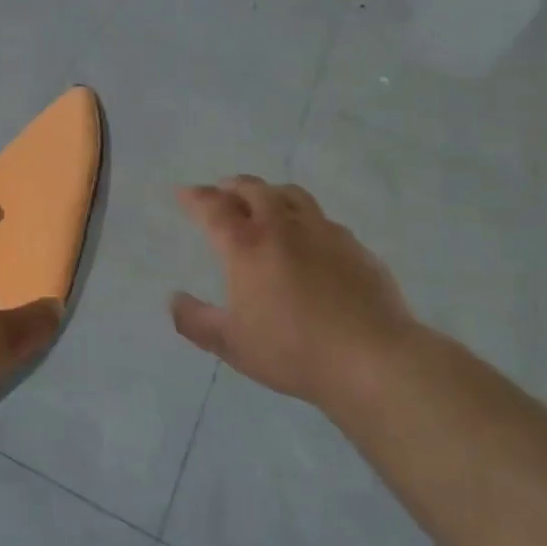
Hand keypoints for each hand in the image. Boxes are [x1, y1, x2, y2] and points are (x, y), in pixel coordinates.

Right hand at [170, 177, 426, 408]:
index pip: (214, 208)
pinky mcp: (354, 246)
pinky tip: (308, 236)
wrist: (372, 358)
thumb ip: (195, 321)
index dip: (195, 197)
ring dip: (269, 192)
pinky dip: (304, 218)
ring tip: (264, 201)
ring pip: (291, 195)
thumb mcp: (231, 344)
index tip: (184, 193)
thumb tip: (174, 299)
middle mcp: (283, 227)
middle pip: (253, 190)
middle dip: (232, 187)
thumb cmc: (292, 350)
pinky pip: (322, 219)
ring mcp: (323, 232)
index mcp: (247, 246)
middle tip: (222, 191)